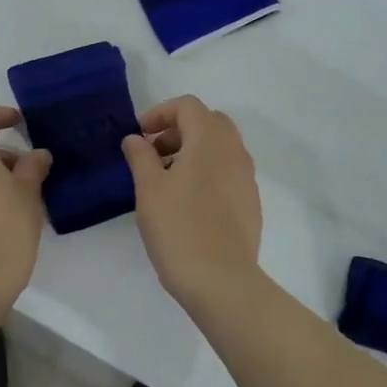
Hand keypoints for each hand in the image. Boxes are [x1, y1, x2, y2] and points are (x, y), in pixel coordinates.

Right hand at [122, 95, 261, 307]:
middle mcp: (235, 152)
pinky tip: (187, 203)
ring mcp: (247, 178)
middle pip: (209, 122)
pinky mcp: (250, 203)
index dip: (160, 113)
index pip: (188, 106)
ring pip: (220, 148)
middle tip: (154, 154)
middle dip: (179, 130)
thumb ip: (140, 156)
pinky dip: (207, 172)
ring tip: (166, 180)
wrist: (220, 280)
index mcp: (210, 141)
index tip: (140, 136)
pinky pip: (228, 172)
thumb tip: (135, 139)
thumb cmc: (179, 228)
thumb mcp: (149, 189)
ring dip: (193, 151)